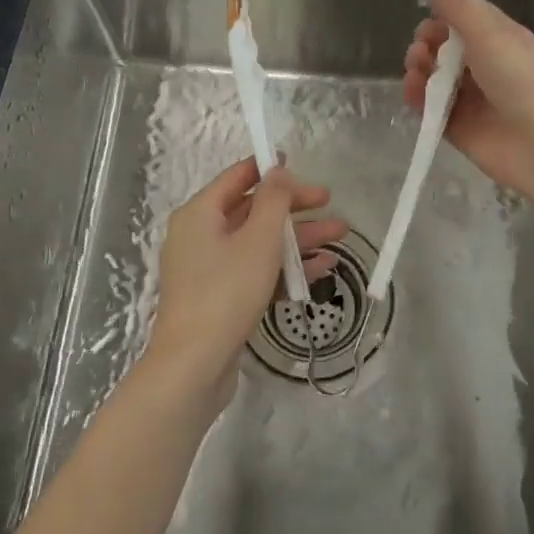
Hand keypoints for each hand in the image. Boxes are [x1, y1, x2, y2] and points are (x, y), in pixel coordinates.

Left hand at [144, 158, 345, 409]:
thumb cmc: (226, 292)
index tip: (302, 166)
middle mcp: (200, 235)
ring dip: (298, 239)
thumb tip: (278, 169)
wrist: (194, 367)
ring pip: (259, 242)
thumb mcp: (258, 239)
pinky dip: (285, 268)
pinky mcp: (221, 297)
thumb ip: (274, 200)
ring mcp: (209, 269)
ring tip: (340, 236)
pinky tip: (321, 269)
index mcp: (200, 213)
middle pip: (253, 210)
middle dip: (294, 207)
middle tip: (330, 203)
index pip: (238, 177)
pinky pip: (256, 271)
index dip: (270, 169)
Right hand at [402, 0, 533, 199]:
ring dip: (418, 67)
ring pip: (433, 76)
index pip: (463, 18)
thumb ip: (457, 4)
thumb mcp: (488, 33)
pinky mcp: (456, 126)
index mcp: (498, 38)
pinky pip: (429, 107)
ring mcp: (470, 97)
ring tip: (416, 70)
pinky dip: (416, 97)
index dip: (442, 15)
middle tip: (423, 49)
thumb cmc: (520, 79)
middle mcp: (483, 65)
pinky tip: (412, 90)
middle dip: (426, 42)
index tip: (429, 16)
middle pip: (443, 47)